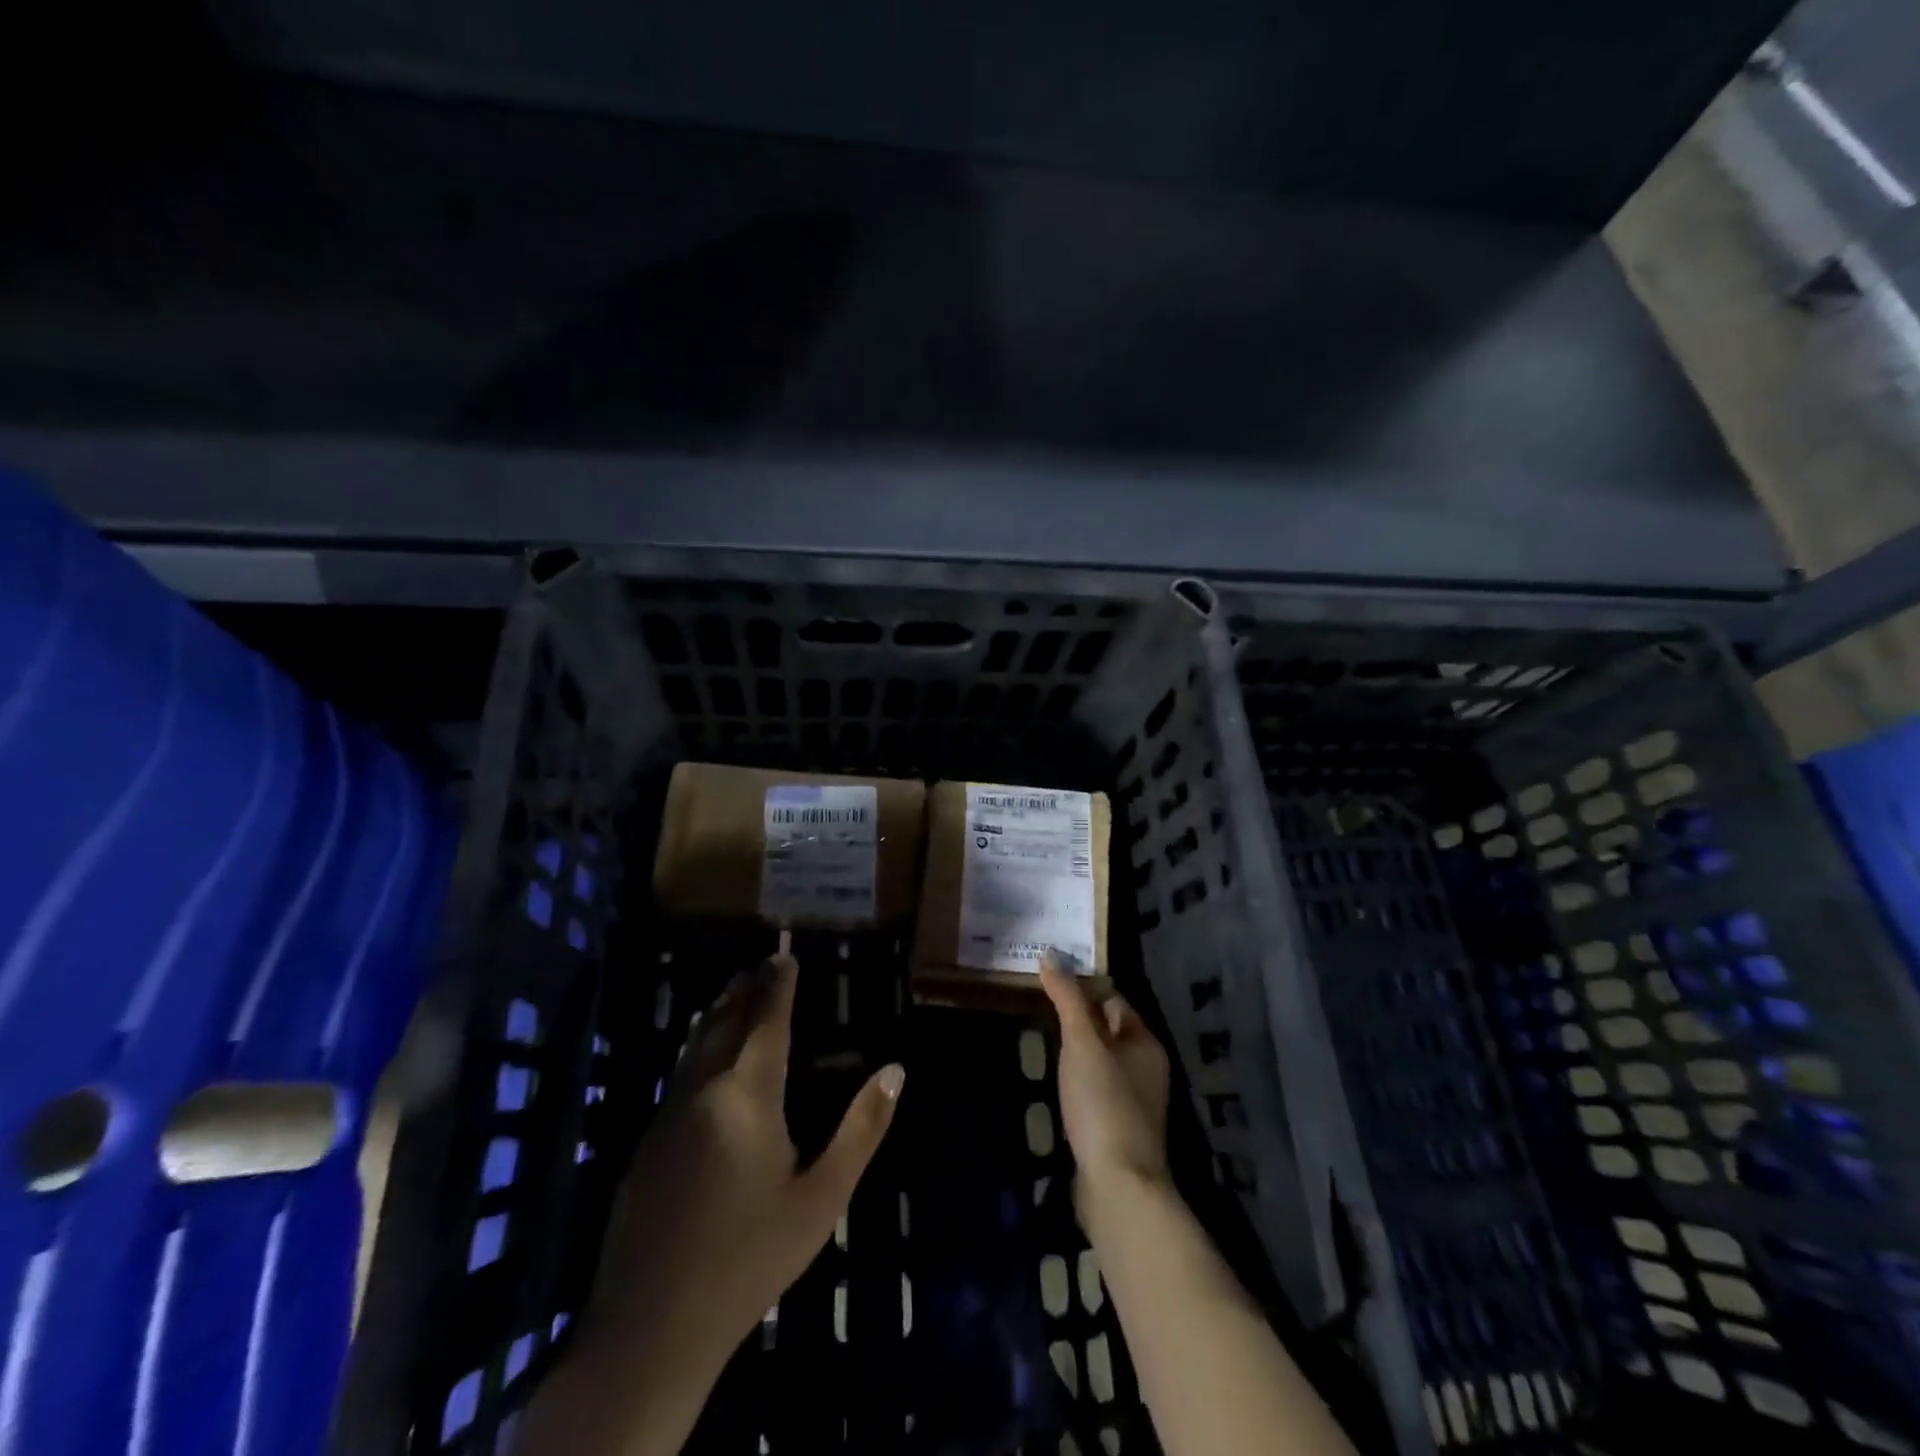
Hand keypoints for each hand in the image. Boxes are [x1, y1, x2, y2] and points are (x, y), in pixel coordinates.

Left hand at [587, 954, 904, 1363]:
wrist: (652, 1327)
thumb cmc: (750, 1256)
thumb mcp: (822, 1197)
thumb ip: (861, 1129)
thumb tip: (895, 1071)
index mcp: (748, 1095)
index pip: (766, 1021)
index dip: (778, 985)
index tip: (784, 955)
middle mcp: (703, 1090)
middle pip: (724, 1022)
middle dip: (744, 990)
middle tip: (760, 965)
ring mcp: (667, 1117)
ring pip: (695, 1046)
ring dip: (717, 1014)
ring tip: (733, 994)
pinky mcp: (645, 1145)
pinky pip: (679, 1074)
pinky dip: (699, 1047)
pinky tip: (705, 1060)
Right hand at [1039, 951, 1171, 1216]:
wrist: (1117, 1184)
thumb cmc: (1103, 1102)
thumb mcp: (1082, 1042)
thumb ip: (1067, 998)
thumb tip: (1051, 954)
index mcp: (1144, 1041)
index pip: (1113, 998)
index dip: (1083, 985)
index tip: (1049, 978)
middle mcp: (1145, 1066)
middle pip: (1107, 1028)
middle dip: (1076, 1015)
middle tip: (1037, 1003)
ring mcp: (1132, 1100)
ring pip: (1100, 1059)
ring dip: (1075, 1048)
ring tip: (1040, 1036)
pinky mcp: (1116, 1127)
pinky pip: (1095, 1087)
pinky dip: (1076, 1078)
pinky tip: (1055, 1080)